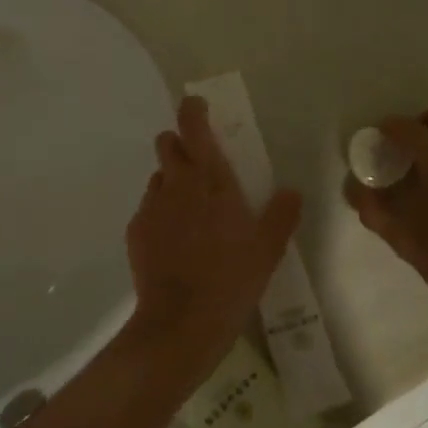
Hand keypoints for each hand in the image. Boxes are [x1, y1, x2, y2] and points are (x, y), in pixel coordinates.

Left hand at [121, 97, 301, 385]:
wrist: (182, 321)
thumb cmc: (232, 279)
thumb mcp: (268, 248)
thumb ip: (281, 214)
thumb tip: (291, 191)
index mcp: (211, 181)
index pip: (194, 128)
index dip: (193, 111)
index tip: (196, 106)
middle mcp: (177, 184)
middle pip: (167, 144)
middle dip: (179, 145)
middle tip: (198, 167)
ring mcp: (152, 206)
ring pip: (159, 177)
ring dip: (171, 183)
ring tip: (190, 214)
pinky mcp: (136, 230)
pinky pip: (149, 208)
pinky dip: (161, 214)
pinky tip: (174, 243)